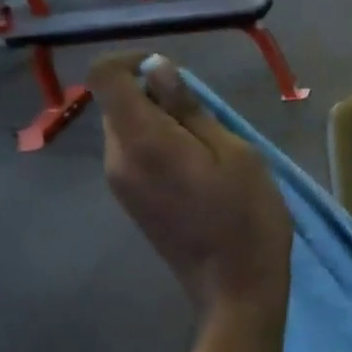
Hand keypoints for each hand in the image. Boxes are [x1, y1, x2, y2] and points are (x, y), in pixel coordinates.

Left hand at [90, 54, 292, 319]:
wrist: (235, 290)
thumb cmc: (247, 218)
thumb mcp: (235, 153)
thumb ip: (191, 110)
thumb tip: (159, 72)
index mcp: (142, 140)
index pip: (105, 76)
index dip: (132, 61)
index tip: (172, 73)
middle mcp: (118, 160)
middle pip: (117, 104)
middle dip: (154, 96)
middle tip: (206, 118)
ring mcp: (121, 186)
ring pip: (127, 132)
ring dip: (160, 125)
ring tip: (208, 149)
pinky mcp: (132, 205)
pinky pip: (135, 158)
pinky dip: (158, 149)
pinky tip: (197, 173)